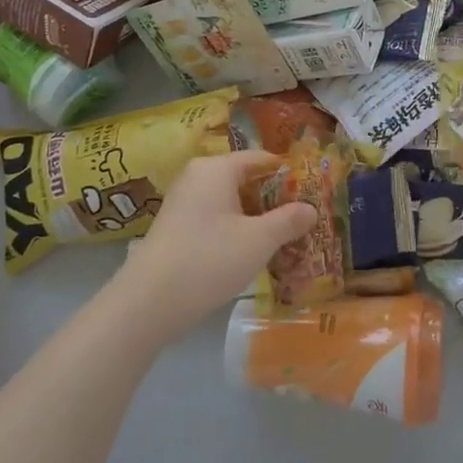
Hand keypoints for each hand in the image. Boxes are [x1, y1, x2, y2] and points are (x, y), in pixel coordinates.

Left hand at [101, 151, 315, 342]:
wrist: (148, 303)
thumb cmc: (209, 259)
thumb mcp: (259, 240)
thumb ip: (288, 221)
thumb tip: (311, 208)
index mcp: (216, 168)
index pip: (261, 159)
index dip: (289, 175)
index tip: (313, 192)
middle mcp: (198, 177)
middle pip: (246, 180)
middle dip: (275, 200)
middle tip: (304, 220)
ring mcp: (184, 203)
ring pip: (232, 203)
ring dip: (257, 219)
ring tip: (285, 240)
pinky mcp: (178, 228)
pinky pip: (217, 219)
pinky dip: (237, 230)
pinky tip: (254, 253)